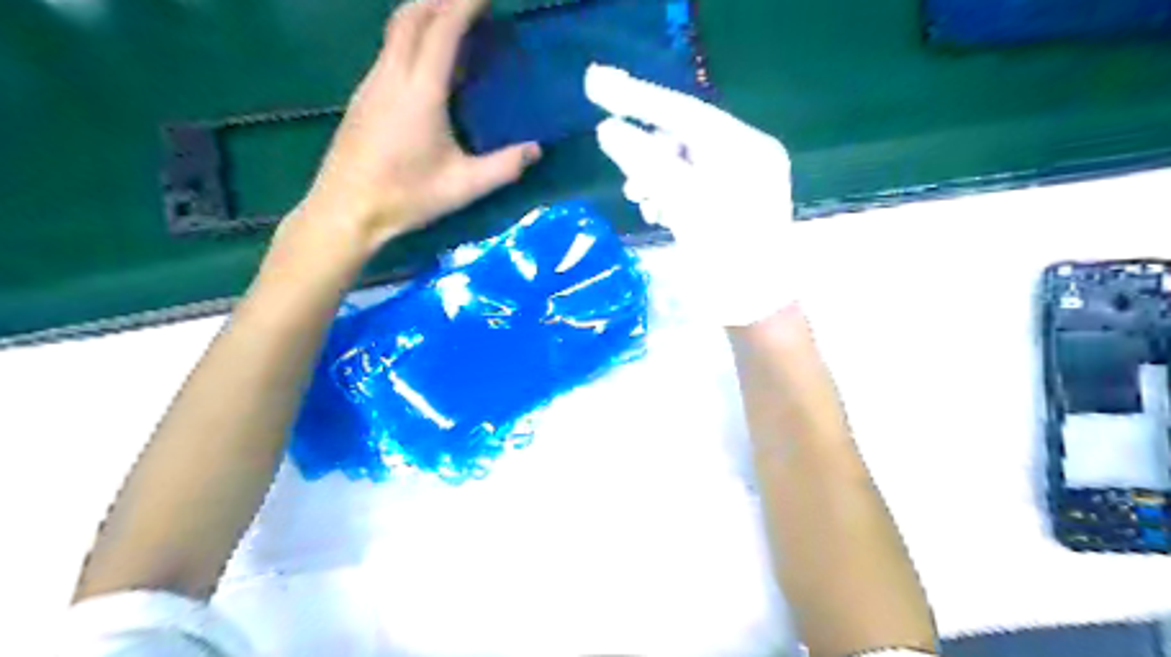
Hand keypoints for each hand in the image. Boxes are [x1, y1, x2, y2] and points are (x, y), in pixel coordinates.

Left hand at [298, 0, 543, 256]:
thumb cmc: (406, 197)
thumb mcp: (463, 187)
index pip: (442, 29)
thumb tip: (536, 149)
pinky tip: (427, 60)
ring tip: (452, 21)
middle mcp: (391, 76)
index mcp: (420, 92)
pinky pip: (389, 50)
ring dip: (424, 14)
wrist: (346, 210)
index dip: (465, 3)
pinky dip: (411, 37)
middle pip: (412, 16)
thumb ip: (504, 167)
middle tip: (471, 3)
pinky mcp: (363, 96)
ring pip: (396, 30)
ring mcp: (371, 83)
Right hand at [586, 65, 795, 326]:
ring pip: (680, 163)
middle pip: (682, 137)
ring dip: (653, 176)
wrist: (755, 309)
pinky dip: (666, 194)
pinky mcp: (725, 204)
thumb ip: (647, 164)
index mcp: (745, 148)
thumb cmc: (727, 256)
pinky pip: (687, 185)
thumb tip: (608, 130)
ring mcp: (736, 181)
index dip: (638, 98)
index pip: (684, 111)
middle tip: (621, 169)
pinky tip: (657, 213)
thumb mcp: (686, 205)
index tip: (595, 84)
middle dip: (646, 151)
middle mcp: (744, 156)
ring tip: (640, 200)